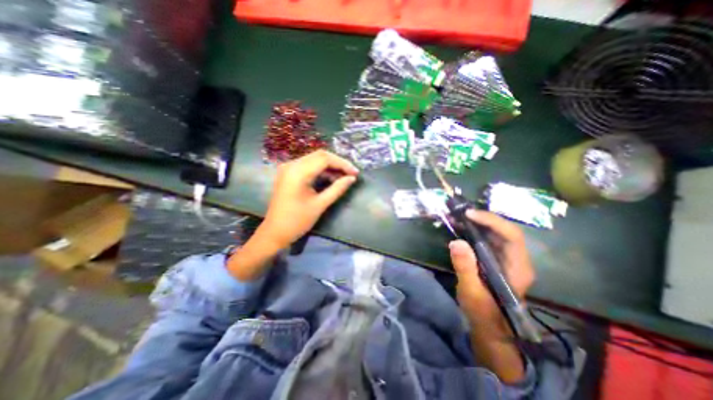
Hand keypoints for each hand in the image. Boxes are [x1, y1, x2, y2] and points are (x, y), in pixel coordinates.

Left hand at [258, 150, 358, 250]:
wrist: (274, 232)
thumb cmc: (297, 221)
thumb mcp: (320, 205)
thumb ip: (337, 189)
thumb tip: (352, 178)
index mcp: (298, 172)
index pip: (325, 159)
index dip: (342, 164)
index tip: (355, 173)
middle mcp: (291, 165)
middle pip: (319, 155)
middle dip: (337, 163)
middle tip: (351, 174)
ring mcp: (288, 168)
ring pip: (314, 159)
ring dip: (330, 166)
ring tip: (343, 177)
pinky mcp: (288, 173)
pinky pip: (308, 166)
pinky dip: (321, 170)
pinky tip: (330, 178)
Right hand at [446, 209, 531, 337]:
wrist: (489, 326)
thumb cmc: (483, 312)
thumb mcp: (472, 292)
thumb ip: (465, 268)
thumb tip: (456, 242)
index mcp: (517, 267)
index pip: (512, 235)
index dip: (492, 221)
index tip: (469, 214)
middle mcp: (515, 258)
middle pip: (503, 230)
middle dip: (482, 218)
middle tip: (459, 213)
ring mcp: (505, 257)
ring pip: (494, 232)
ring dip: (476, 222)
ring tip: (456, 217)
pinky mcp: (494, 258)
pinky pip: (486, 238)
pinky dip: (472, 229)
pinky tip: (459, 227)